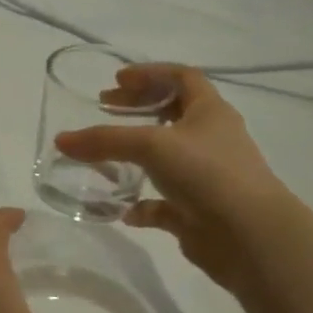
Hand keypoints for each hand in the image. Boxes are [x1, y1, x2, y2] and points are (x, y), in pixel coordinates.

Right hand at [53, 64, 296, 295]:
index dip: (150, 73)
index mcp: (210, 112)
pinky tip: (120, 206)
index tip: (117, 79)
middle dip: (138, 108)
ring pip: (168, 157)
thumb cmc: (207, 174)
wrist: (252, 239)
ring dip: (137, 153)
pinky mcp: (199, 211)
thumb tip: (60, 140)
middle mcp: (211, 139)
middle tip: (105, 108)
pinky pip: (164, 202)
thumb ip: (103, 140)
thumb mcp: (151, 146)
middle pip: (174, 113)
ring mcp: (207, 177)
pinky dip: (141, 202)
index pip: (183, 77)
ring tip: (104, 153)